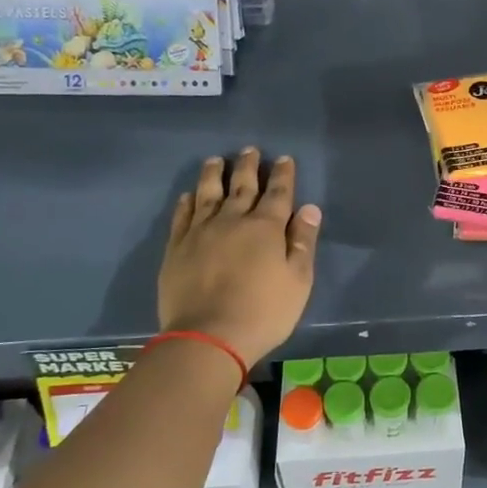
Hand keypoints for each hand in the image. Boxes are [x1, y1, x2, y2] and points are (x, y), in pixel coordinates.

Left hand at [158, 148, 322, 366]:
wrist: (208, 338)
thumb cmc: (263, 312)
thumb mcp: (298, 281)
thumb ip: (303, 243)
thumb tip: (309, 208)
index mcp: (266, 227)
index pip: (278, 193)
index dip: (283, 175)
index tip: (284, 159)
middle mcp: (233, 220)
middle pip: (242, 186)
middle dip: (248, 166)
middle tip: (249, 150)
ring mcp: (201, 232)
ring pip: (208, 194)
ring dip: (213, 175)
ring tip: (215, 160)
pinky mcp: (177, 247)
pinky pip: (182, 216)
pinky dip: (187, 202)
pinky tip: (188, 196)